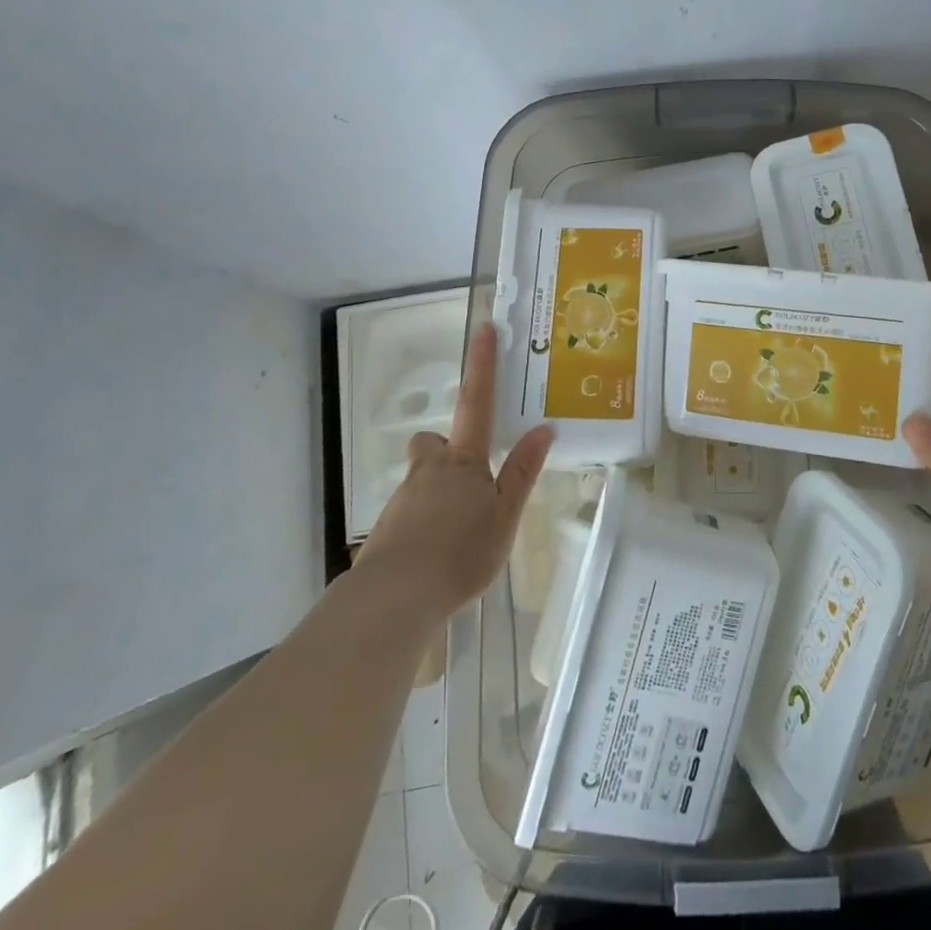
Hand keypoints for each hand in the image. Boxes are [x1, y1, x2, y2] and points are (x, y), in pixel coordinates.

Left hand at [357, 326, 552, 623]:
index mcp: (463, 461)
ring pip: (421, 479)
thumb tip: (543, 428)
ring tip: (460, 529)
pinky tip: (439, 552)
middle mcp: (429, 470)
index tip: (484, 330)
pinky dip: (425, 522)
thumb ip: (522, 471)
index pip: (477, 402)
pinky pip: (410, 513)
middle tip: (469, 474)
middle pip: (432, 444)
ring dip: (438, 490)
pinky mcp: (387, 530)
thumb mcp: (505, 514)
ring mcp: (403, 499)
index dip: (482, 365)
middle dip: (445, 448)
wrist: (395, 599)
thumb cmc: (460, 552)